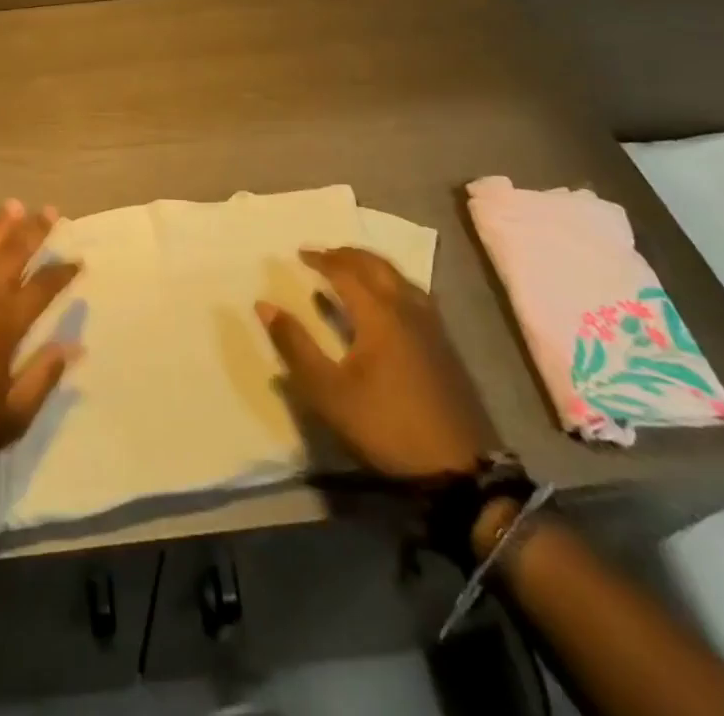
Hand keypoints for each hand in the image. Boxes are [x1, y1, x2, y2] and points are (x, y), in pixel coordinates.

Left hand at [0, 201, 81, 484]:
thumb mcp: (11, 417)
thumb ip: (43, 377)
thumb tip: (74, 347)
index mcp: (5, 323)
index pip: (43, 287)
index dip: (63, 272)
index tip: (79, 260)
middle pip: (13, 253)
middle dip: (34, 230)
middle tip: (51, 210)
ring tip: (14, 205)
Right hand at [257, 247, 494, 479]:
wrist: (459, 469)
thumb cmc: (385, 425)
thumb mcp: (328, 391)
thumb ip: (295, 345)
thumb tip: (264, 305)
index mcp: (379, 314)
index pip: (346, 271)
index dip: (321, 259)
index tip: (299, 253)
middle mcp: (407, 309)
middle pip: (377, 266)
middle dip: (349, 254)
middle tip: (325, 254)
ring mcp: (432, 327)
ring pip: (400, 278)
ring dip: (373, 266)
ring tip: (353, 270)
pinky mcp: (445, 346)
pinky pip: (414, 295)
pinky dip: (392, 283)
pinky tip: (387, 302)